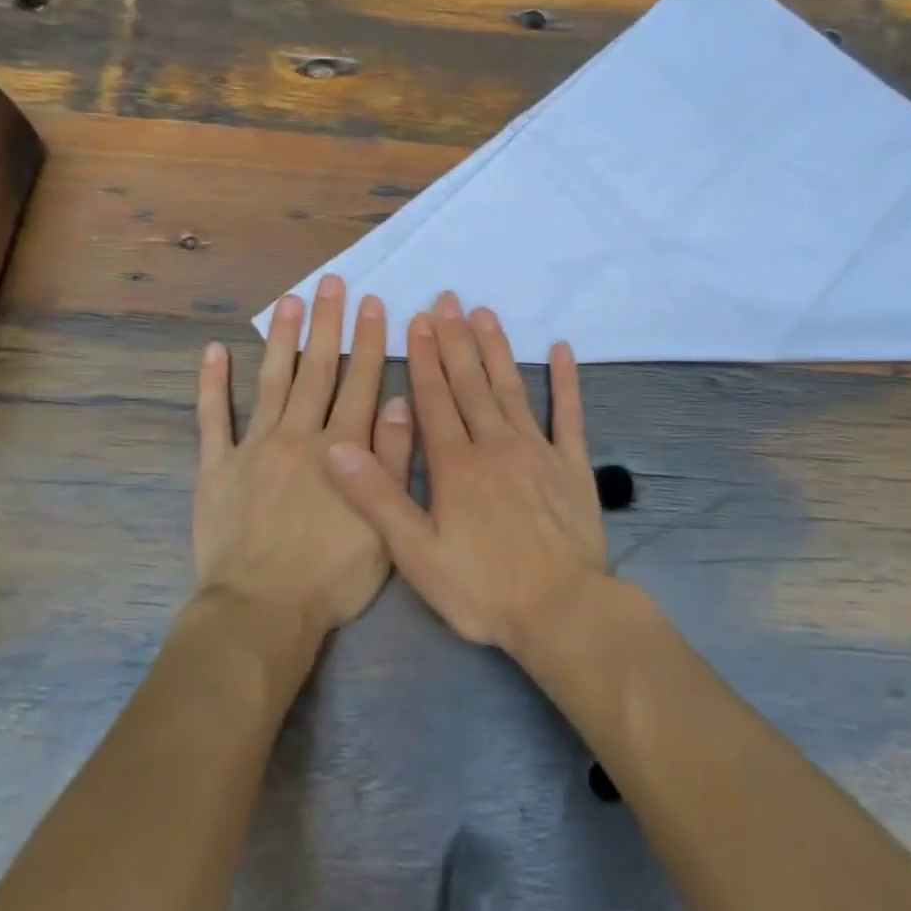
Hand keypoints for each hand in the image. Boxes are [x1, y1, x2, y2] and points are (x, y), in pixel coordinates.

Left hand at [195, 276, 414, 640]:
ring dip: (283, 339)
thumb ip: (391, 462)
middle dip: (328, 324)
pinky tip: (214, 351)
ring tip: (291, 301)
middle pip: (317, 370)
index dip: (369, 341)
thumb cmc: (331, 576)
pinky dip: (213, 385)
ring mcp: (253, 448)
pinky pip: (213, 419)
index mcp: (341, 449)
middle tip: (333, 284)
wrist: (261, 611)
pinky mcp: (216, 466)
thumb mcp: (384, 526)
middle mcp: (298, 436)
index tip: (374, 305)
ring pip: (272, 382)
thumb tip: (400, 403)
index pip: (360, 382)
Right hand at [325, 291, 605, 651]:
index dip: (422, 358)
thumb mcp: (416, 553)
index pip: (434, 399)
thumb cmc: (483, 588)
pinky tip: (562, 350)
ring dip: (497, 349)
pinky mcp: (573, 465)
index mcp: (456, 465)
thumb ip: (377, 497)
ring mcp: (538, 451)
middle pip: (471, 383)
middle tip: (448, 300)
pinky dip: (566, 381)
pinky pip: (569, 415)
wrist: (561, 611)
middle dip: (455, 340)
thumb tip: (336, 447)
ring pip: (512, 388)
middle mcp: (496, 445)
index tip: (417, 320)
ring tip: (485, 313)